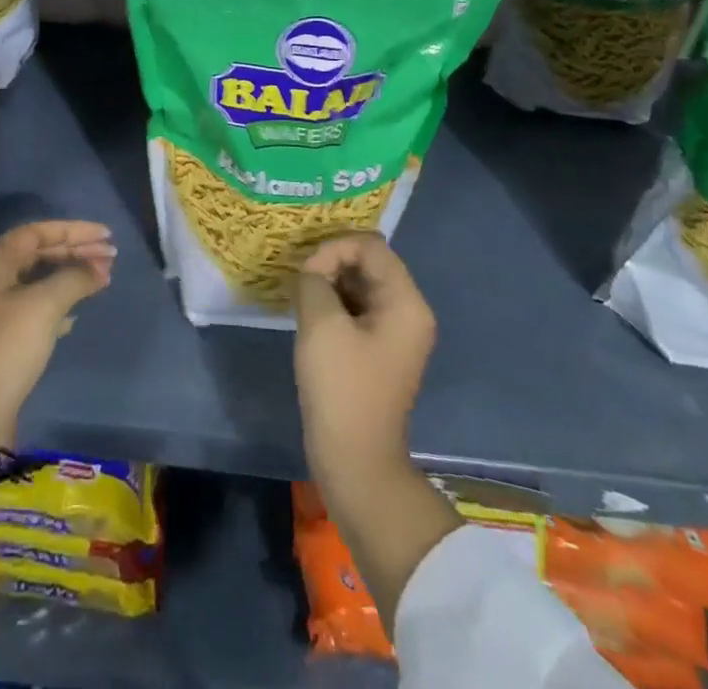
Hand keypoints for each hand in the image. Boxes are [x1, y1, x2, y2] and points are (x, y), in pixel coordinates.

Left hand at [0, 220, 115, 446]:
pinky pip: (36, 302)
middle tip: (111, 256)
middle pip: (39, 252)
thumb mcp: (44, 306)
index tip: (106, 235)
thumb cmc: (7, 346)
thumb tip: (101, 268)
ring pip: (39, 278)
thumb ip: (75, 279)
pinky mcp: (2, 333)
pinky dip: (59, 299)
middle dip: (76, 252)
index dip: (74, 231)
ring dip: (70, 275)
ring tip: (102, 277)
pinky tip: (78, 310)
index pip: (38, 232)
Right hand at [292, 232, 435, 486]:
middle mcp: (408, 311)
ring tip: (301, 298)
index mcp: (405, 302)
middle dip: (330, 263)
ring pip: (359, 284)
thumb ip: (313, 281)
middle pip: (367, 262)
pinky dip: (332, 303)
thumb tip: (311, 274)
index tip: (306, 274)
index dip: (333, 248)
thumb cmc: (342, 388)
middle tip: (299, 284)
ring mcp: (394, 332)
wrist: (355, 460)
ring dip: (328, 283)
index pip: (369, 246)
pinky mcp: (377, 349)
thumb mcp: (321, 324)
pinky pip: (356, 308)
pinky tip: (309, 317)